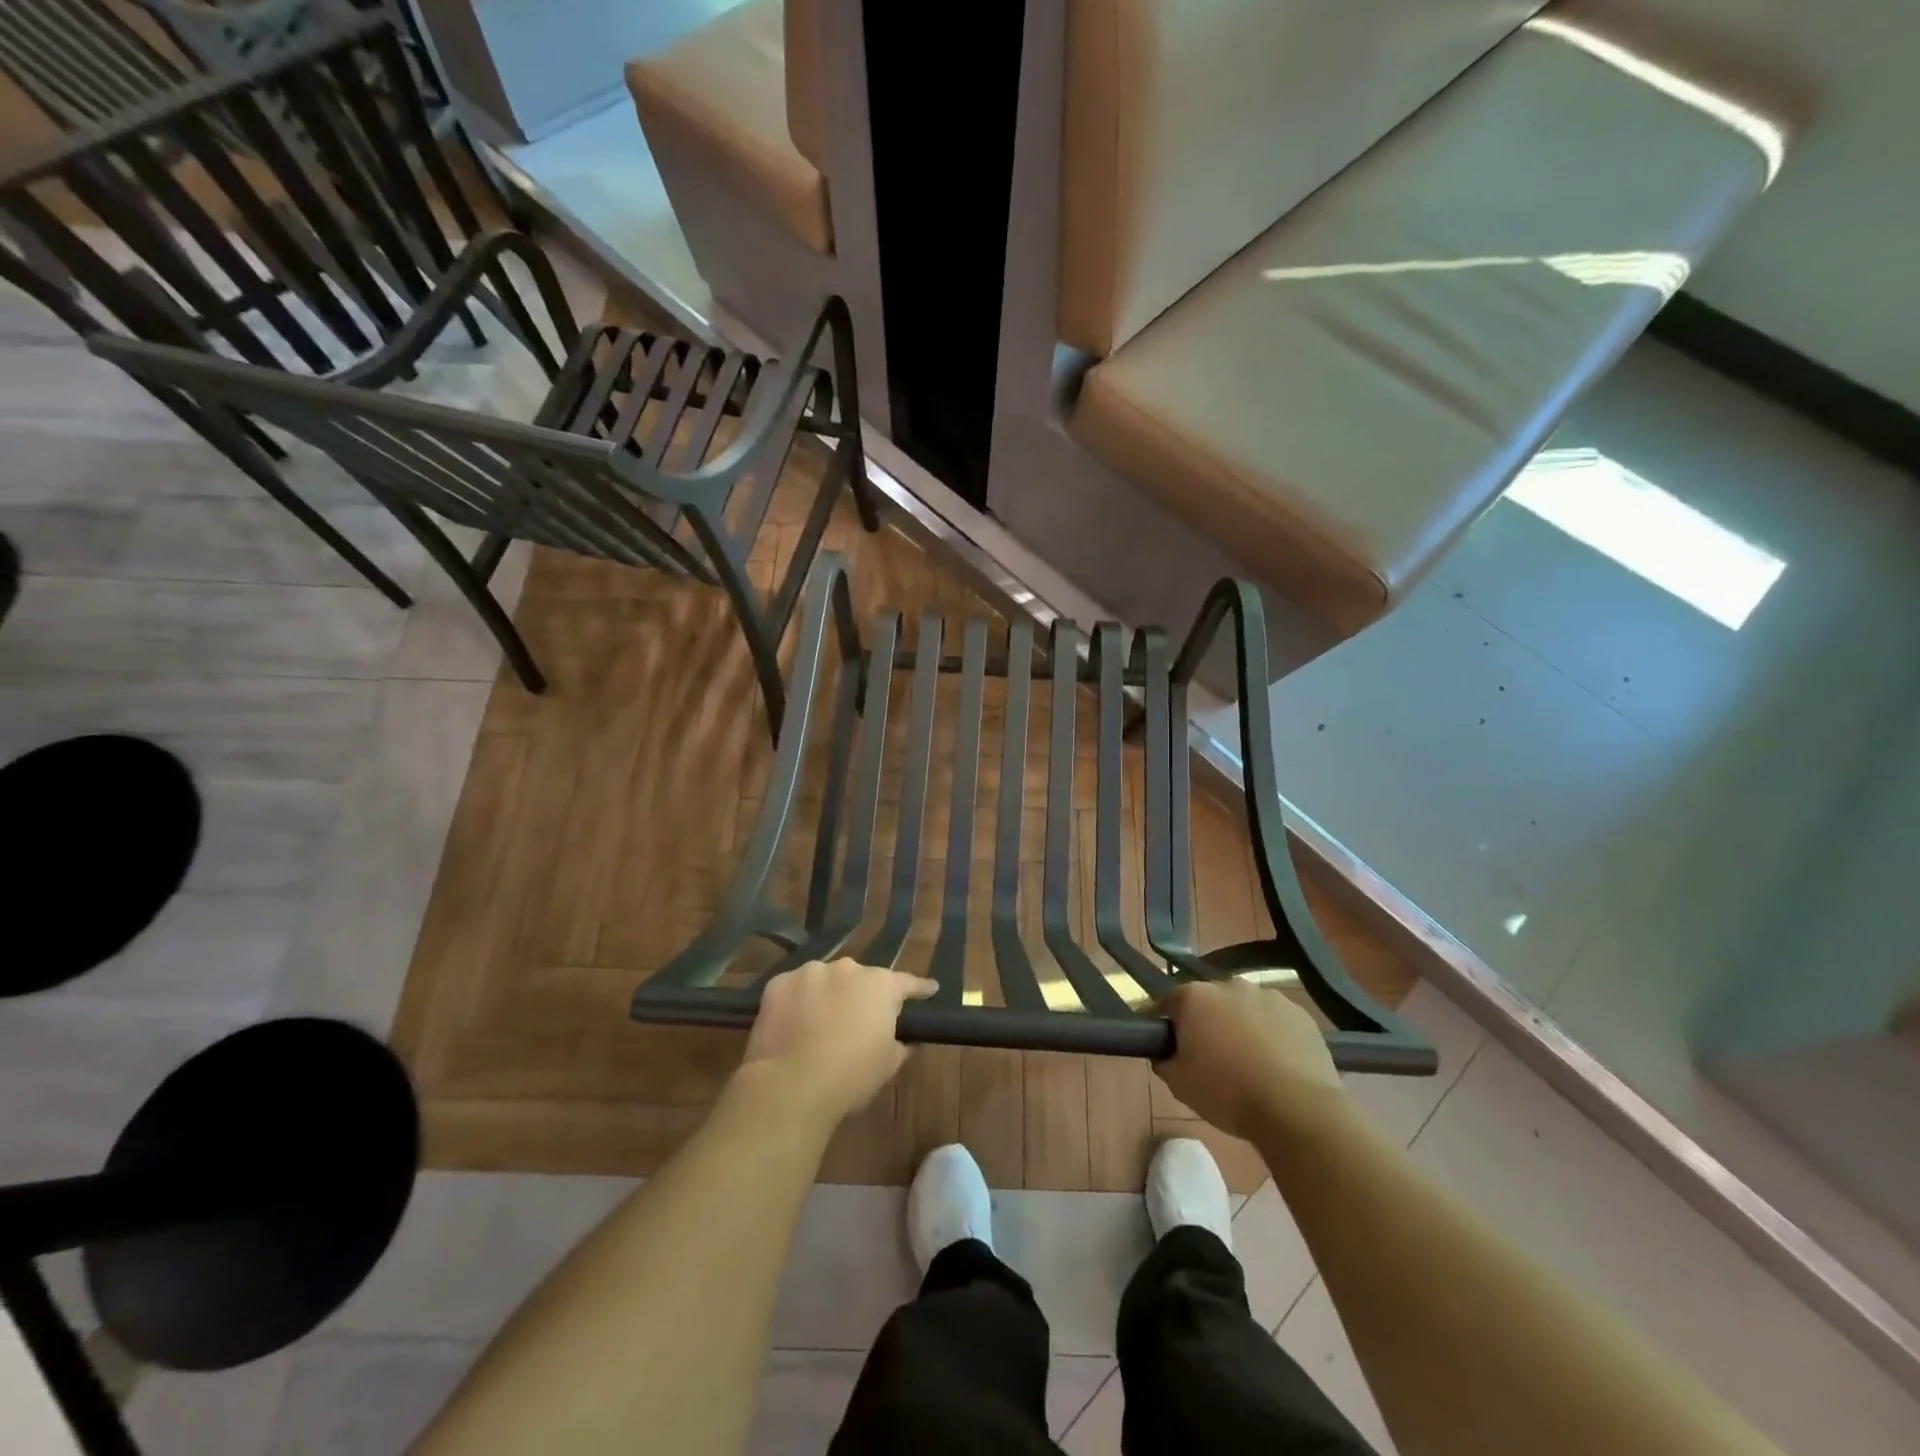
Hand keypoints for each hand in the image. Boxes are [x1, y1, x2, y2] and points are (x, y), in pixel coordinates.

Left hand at [742, 959, 935, 1122]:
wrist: (791, 1085)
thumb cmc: (851, 1075)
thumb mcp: (889, 1064)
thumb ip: (901, 1043)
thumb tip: (905, 1039)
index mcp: (881, 985)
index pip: (908, 983)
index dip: (920, 989)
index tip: (930, 990)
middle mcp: (848, 968)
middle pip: (861, 979)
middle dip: (863, 995)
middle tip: (860, 1019)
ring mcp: (810, 972)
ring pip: (826, 980)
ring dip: (829, 994)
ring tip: (821, 1022)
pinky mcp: (778, 983)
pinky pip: (795, 989)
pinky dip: (798, 1001)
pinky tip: (793, 1023)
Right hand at [1155, 979, 1345, 1140]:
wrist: (1296, 1109)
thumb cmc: (1227, 1093)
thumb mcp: (1178, 1084)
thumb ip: (1164, 1060)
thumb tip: (1167, 1053)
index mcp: (1195, 996)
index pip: (1170, 1001)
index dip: (1168, 1023)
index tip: (1171, 1046)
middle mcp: (1230, 985)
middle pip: (1210, 1001)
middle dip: (1208, 1022)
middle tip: (1211, 1056)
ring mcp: (1269, 996)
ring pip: (1245, 1008)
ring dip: (1241, 1025)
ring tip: (1249, 1062)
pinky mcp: (1301, 1014)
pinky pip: (1276, 1020)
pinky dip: (1272, 1034)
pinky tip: (1277, 1064)